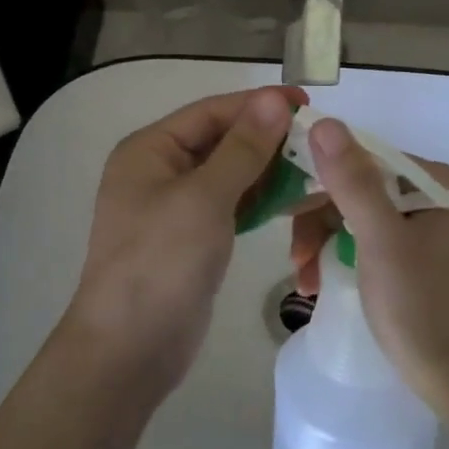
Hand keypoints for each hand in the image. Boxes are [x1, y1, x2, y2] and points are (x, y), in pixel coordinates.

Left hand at [65, 87, 300, 397]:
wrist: (129, 350)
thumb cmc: (161, 263)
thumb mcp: (204, 198)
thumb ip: (242, 148)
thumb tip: (275, 99)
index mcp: (150, 150)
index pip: (211, 112)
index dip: (258, 105)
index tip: (307, 103)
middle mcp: (159, 171)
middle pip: (220, 141)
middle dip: (267, 139)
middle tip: (319, 143)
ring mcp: (174, 207)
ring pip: (229, 175)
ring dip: (267, 171)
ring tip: (315, 171)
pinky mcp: (191, 238)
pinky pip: (229, 206)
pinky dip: (258, 201)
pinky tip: (292, 202)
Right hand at [289, 118, 448, 420]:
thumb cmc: (425, 309)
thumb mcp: (382, 242)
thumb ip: (352, 182)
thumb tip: (324, 122)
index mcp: (442, 183)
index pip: (368, 158)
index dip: (322, 175)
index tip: (283, 205)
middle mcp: (439, 196)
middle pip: (361, 187)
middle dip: (320, 220)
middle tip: (293, 255)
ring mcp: (430, 228)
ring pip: (359, 215)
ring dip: (324, 241)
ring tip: (302, 278)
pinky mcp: (419, 257)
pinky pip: (370, 240)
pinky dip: (341, 256)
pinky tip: (318, 282)